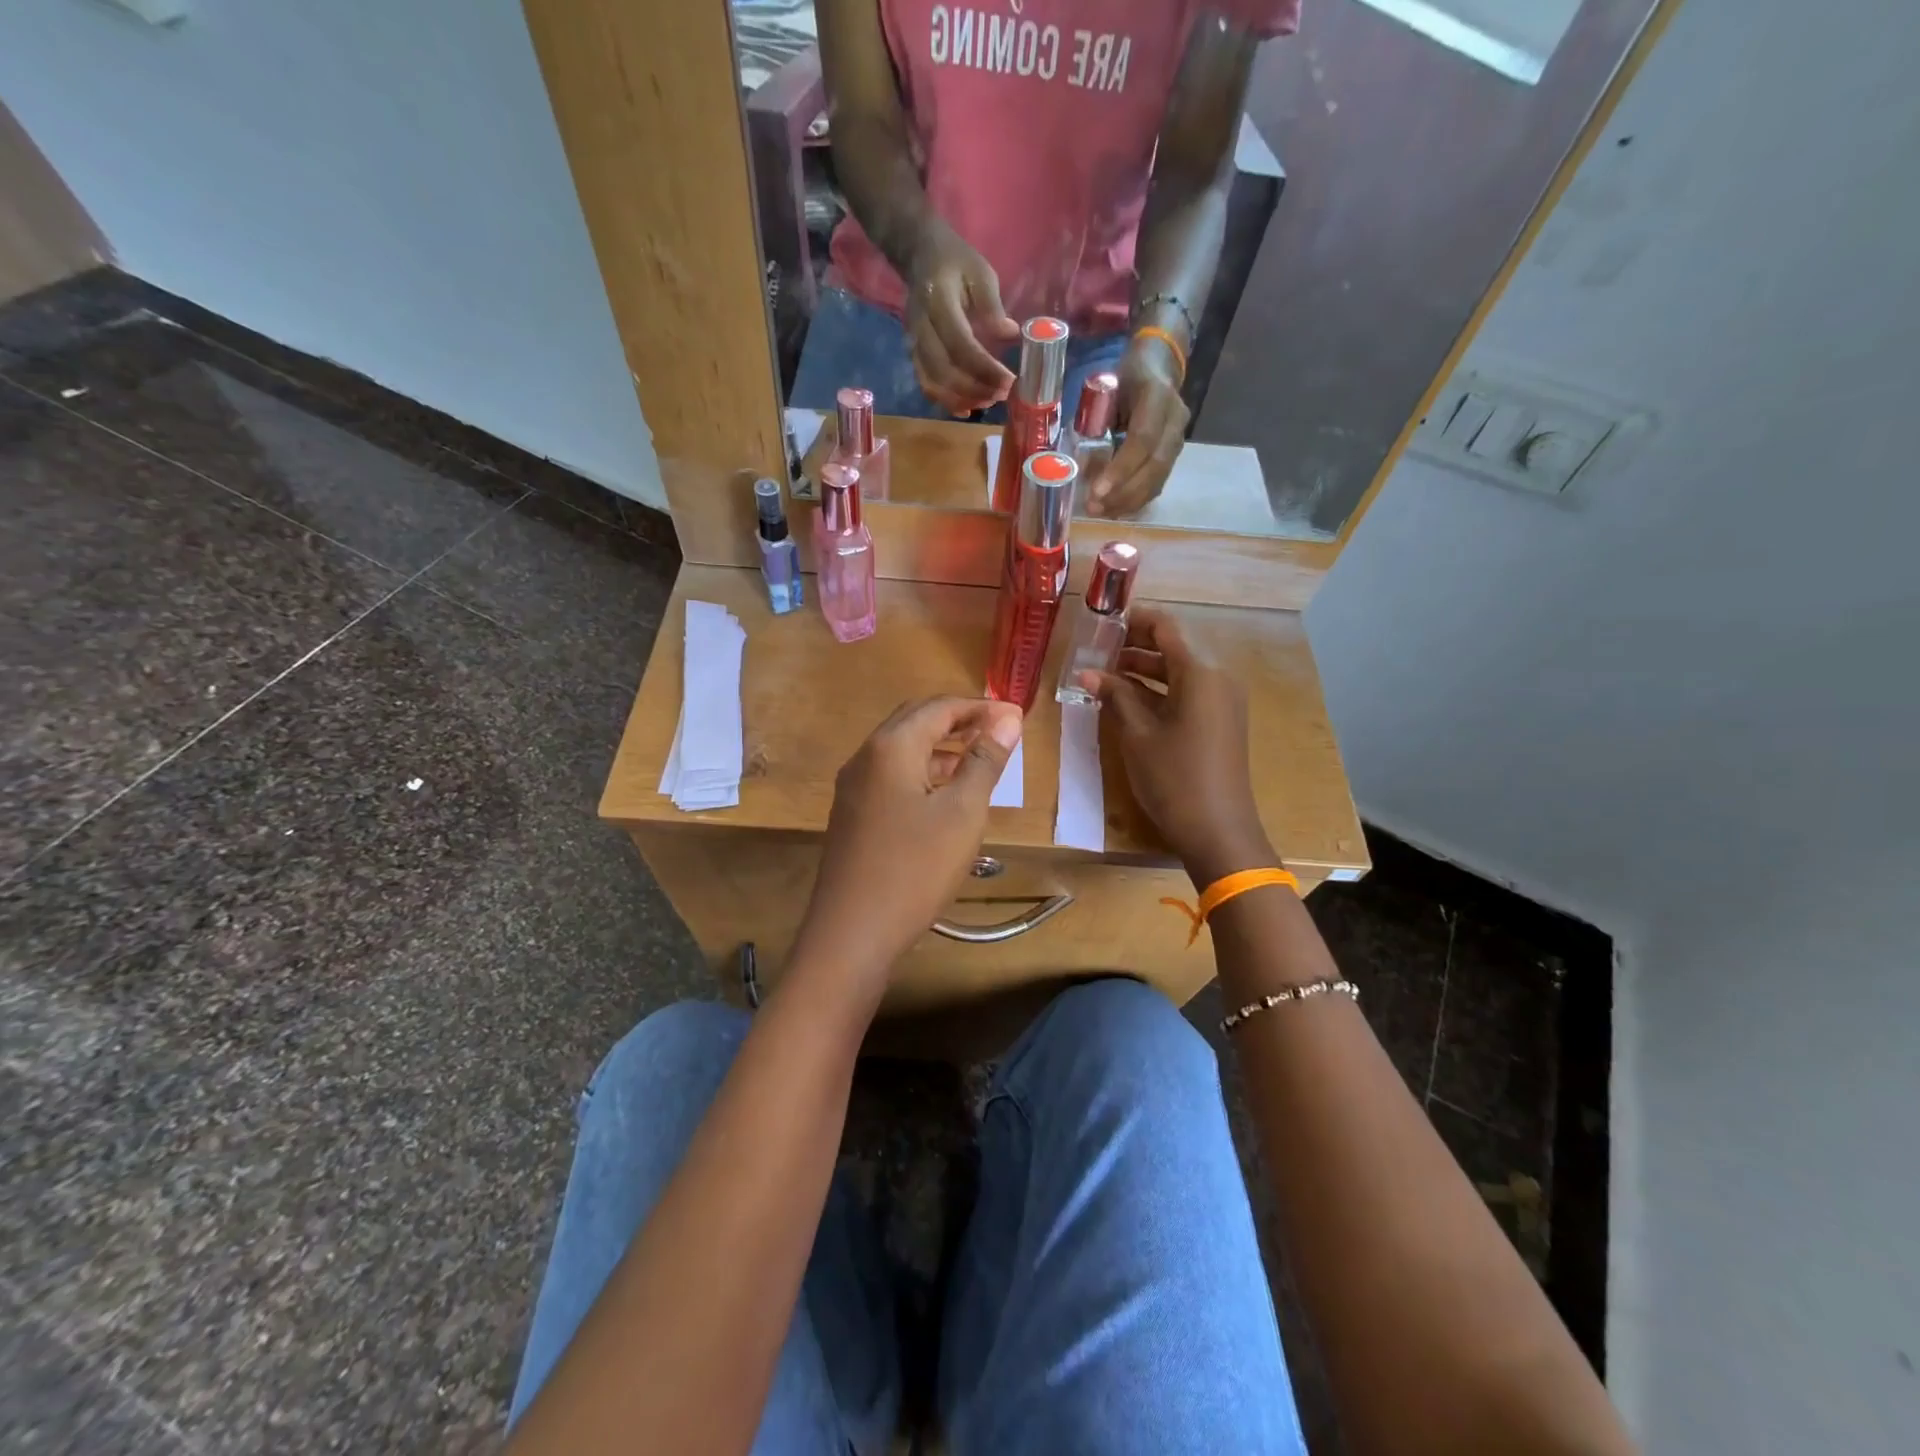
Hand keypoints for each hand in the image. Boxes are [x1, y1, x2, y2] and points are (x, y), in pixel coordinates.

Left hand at [793, 697, 1023, 994]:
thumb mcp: (962, 813)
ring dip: (940, 747)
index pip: (940, 707)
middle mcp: (865, 757)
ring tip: (978, 761)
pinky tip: (944, 796)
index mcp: (891, 746)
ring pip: (901, 750)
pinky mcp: (852, 814)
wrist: (851, 933)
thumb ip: (984, 761)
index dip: (980, 707)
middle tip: (998, 732)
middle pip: (915, 720)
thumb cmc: (915, 869)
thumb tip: (1008, 718)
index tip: (1016, 717)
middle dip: (958, 721)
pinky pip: (891, 776)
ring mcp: (853, 787)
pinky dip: (922, 772)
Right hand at [905, 222, 1020, 413]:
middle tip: (1002, 395)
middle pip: (943, 370)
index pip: (960, 344)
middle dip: (975, 388)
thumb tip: (1011, 336)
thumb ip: (993, 306)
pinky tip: (968, 408)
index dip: (984, 368)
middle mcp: (920, 327)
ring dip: (961, 399)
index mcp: (937, 301)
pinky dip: (946, 402)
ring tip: (988, 402)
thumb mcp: (980, 273)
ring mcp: (912, 343)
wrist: (920, 255)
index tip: (1009, 380)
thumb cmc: (956, 262)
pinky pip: (926, 385)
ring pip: (932, 383)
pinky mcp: (913, 354)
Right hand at [1082, 608, 1271, 882]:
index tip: (1102, 620)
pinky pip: (1187, 692)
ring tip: (1104, 674)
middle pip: (1173, 647)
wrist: (1217, 830)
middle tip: (1096, 648)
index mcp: (1201, 673)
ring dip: (1143, 669)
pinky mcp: (1220, 721)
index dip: (1134, 620)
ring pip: (1179, 671)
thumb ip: (1115, 696)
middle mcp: (1217, 678)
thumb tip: (1088, 673)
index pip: (1166, 627)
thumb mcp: (1138, 734)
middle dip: (1135, 645)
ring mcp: (1222, 701)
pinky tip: (1127, 699)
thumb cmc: (1174, 778)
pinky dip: (1158, 690)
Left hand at [1086, 337, 1189, 517]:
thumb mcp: (1106, 390)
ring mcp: (1179, 438)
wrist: (1159, 367)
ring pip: (1159, 478)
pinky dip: (1137, 499)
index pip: (1143, 439)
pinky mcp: (1175, 454)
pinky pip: (1159, 482)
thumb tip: (1082, 467)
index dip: (1121, 469)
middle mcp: (1175, 419)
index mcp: (1157, 396)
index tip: (1097, 490)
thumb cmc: (1125, 378)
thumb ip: (1097, 424)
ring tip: (1102, 512)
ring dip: (1129, 501)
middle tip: (1095, 508)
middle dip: (1123, 492)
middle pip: (1154, 465)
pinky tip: (1117, 509)